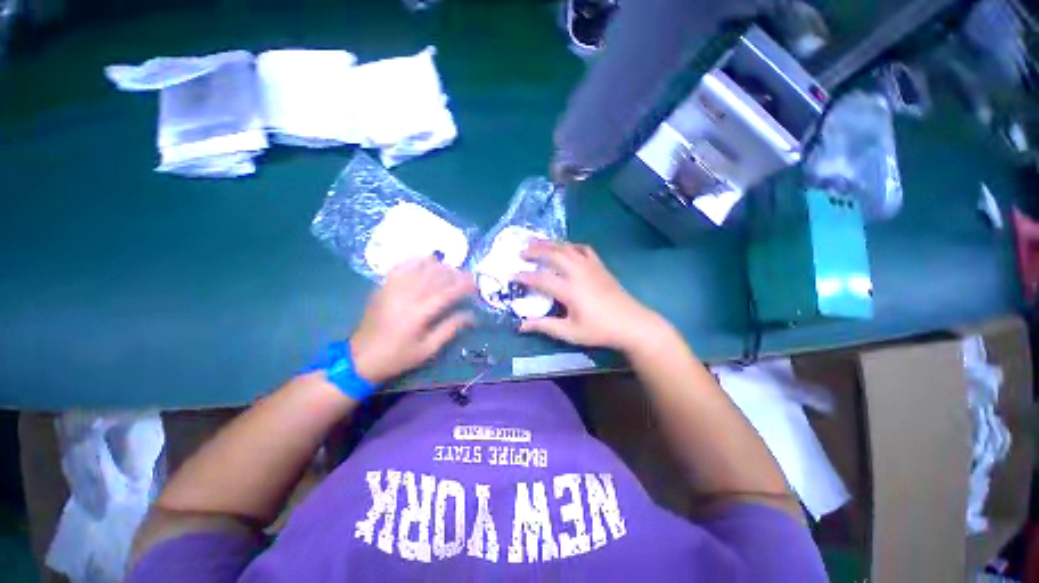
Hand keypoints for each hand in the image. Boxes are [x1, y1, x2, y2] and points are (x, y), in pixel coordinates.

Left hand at [351, 256, 475, 383]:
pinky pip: (400, 268)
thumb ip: (449, 329)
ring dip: (437, 266)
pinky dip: (414, 261)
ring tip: (450, 268)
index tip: (475, 282)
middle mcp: (405, 298)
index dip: (462, 286)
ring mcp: (391, 290)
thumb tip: (470, 315)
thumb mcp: (427, 349)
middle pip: (433, 277)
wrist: (359, 359)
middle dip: (453, 273)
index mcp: (417, 315)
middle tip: (466, 274)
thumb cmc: (397, 357)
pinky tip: (426, 259)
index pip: (445, 294)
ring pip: (418, 269)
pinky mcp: (382, 288)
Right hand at [515, 240, 664, 351]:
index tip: (512, 275)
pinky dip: (571, 245)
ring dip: (550, 243)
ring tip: (536, 242)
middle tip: (521, 252)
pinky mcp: (600, 266)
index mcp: (570, 290)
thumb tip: (520, 325)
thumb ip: (544, 326)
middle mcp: (579, 273)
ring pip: (567, 248)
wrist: (632, 323)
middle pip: (553, 255)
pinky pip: (583, 249)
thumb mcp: (570, 332)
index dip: (525, 276)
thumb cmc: (600, 330)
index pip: (541, 279)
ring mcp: (591, 267)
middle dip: (535, 251)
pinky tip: (565, 247)